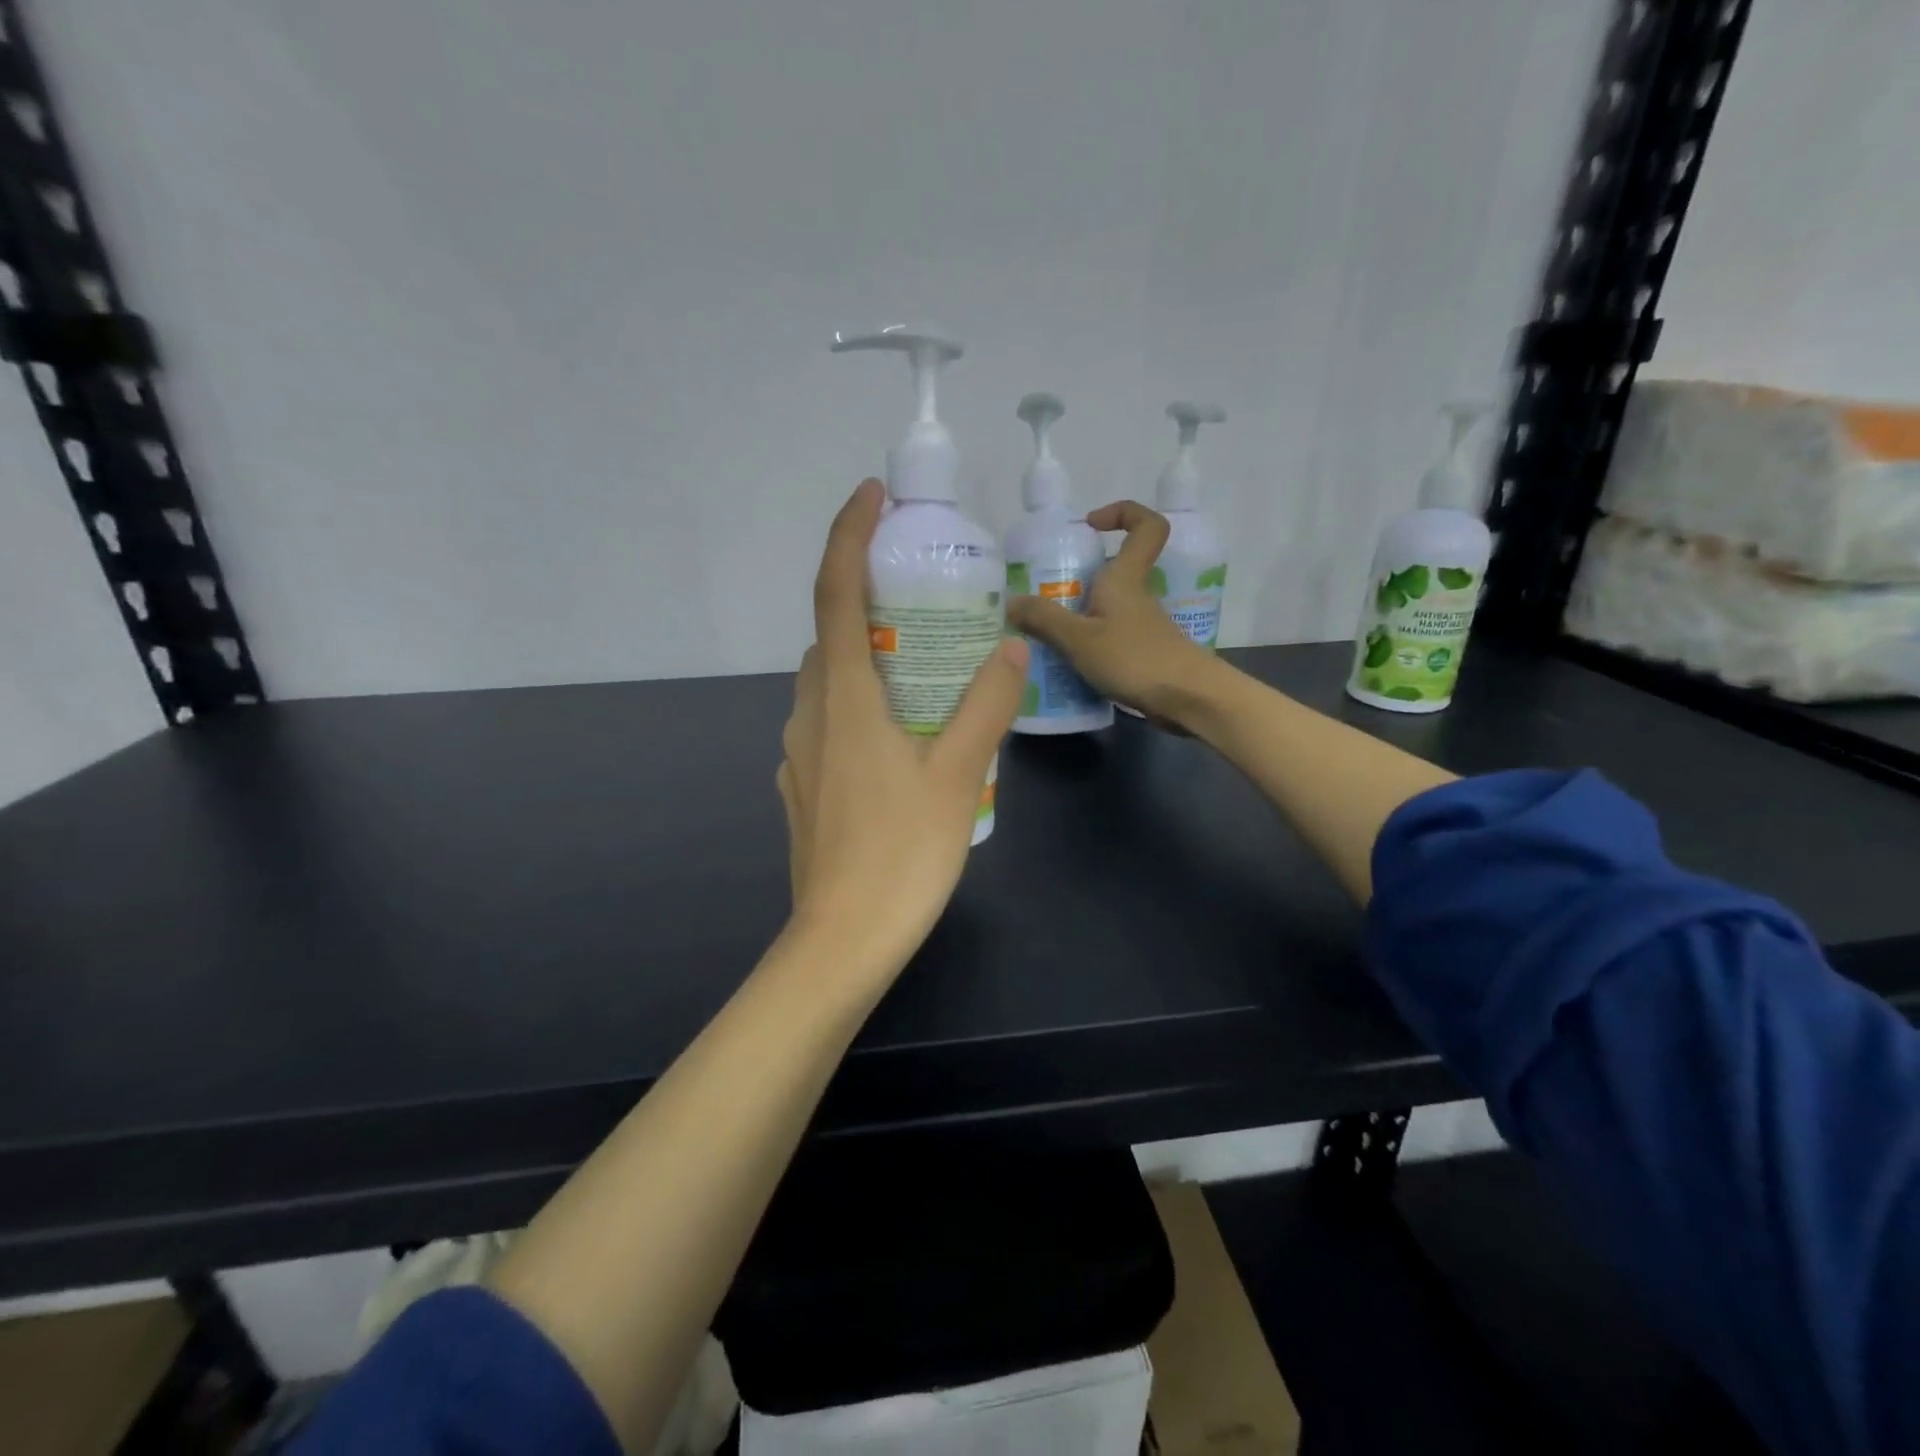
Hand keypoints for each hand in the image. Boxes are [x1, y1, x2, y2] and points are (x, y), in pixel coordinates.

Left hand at [776, 479, 1027, 989]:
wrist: (842, 939)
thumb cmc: (902, 852)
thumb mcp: (958, 773)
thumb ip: (986, 705)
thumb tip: (1013, 648)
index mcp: (842, 697)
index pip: (835, 592)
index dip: (848, 534)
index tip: (870, 495)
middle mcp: (808, 713)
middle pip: (831, 636)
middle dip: (869, 603)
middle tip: (925, 602)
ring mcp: (798, 754)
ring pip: (829, 683)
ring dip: (867, 661)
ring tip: (924, 673)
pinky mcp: (803, 788)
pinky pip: (829, 725)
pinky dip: (860, 707)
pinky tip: (901, 740)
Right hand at [1007, 501, 1221, 724]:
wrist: (1187, 700)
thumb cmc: (1135, 658)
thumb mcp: (1079, 638)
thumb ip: (1043, 619)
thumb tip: (1011, 602)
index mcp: (1125, 578)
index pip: (1146, 526)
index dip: (1123, 513)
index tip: (1090, 526)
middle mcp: (1136, 596)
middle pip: (1112, 570)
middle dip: (1077, 577)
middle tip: (1041, 593)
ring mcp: (1141, 626)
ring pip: (1106, 607)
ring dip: (1077, 615)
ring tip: (1042, 634)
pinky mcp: (1142, 654)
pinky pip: (1108, 637)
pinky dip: (1087, 644)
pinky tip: (1064, 664)